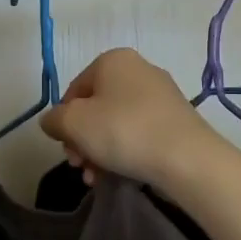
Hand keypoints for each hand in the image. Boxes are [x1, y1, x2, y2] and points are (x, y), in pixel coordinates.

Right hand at [40, 48, 220, 189]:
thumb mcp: (73, 124)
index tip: (66, 148)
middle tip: (80, 166)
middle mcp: (138, 69)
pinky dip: (125, 151)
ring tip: (97, 178)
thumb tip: (53, 122)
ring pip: (116, 123)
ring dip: (100, 151)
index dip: (64, 122)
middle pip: (95, 108)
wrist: (187, 159)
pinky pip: (139, 132)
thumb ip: (54, 120)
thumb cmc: (123, 131)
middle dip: (82, 140)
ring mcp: (161, 94)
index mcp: (112, 60)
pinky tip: (119, 175)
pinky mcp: (176, 119)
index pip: (74, 90)